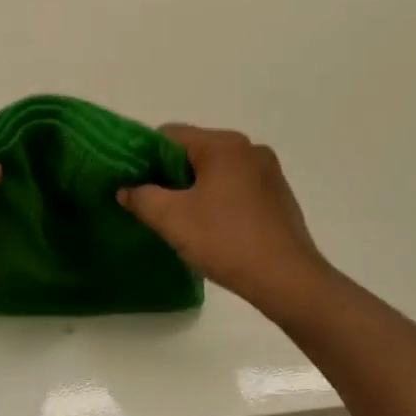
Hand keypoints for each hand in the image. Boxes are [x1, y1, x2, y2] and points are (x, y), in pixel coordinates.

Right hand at [119, 124, 333, 312]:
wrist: (288, 281)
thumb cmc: (227, 241)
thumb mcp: (172, 219)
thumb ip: (142, 197)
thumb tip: (126, 189)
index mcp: (224, 144)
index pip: (170, 135)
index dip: (146, 156)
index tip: (135, 184)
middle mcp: (249, 148)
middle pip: (194, 150)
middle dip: (171, 174)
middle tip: (155, 204)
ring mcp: (268, 171)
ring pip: (216, 170)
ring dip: (196, 188)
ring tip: (184, 220)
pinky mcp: (279, 195)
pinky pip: (237, 186)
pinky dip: (220, 199)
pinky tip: (215, 228)